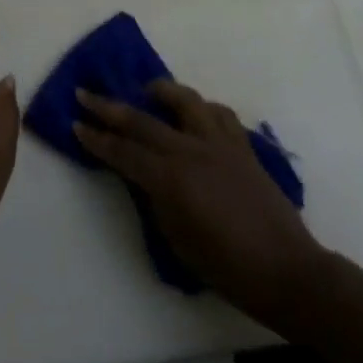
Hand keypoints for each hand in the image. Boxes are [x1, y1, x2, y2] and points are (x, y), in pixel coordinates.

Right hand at [74, 81, 322, 323]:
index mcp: (170, 179)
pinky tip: (195, 115)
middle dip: (109, 107)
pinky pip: (219, 114)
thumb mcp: (176, 239)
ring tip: (147, 90)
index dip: (96, 138)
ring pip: (185, 101)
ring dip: (161, 91)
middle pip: (142, 120)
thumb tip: (146, 177)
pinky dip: (202, 108)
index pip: (122, 152)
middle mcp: (191, 151)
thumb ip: (156, 200)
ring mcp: (219, 144)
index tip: (76, 124)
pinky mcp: (242, 146)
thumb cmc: (226, 267)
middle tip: (85, 94)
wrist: (286, 271)